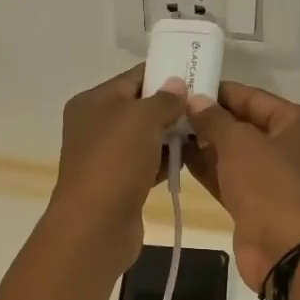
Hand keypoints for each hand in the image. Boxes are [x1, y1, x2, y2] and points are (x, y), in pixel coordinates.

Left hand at [46, 66, 187, 276]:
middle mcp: (95, 126)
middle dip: (172, 107)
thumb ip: (164, 99)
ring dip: (172, 135)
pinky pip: (147, 164)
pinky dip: (166, 161)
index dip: (165, 74)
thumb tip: (177, 85)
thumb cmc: (116, 162)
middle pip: (140, 108)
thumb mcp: (142, 118)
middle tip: (207, 105)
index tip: (197, 74)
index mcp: (93, 102)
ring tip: (205, 131)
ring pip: (146, 138)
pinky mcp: (119, 184)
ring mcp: (106, 157)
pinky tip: (190, 159)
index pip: (134, 78)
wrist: (96, 225)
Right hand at [182, 83, 299, 292]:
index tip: (184, 85)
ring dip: (203, 145)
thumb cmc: (270, 185)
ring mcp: (273, 177)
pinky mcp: (256, 203)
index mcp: (298, 123)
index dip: (219, 92)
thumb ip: (214, 119)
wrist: (287, 250)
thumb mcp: (240, 143)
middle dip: (209, 119)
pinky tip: (177, 157)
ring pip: (233, 154)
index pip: (253, 97)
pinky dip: (207, 169)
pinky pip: (228, 178)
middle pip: (243, 125)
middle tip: (169, 109)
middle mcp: (289, 146)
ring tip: (166, 131)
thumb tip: (195, 101)